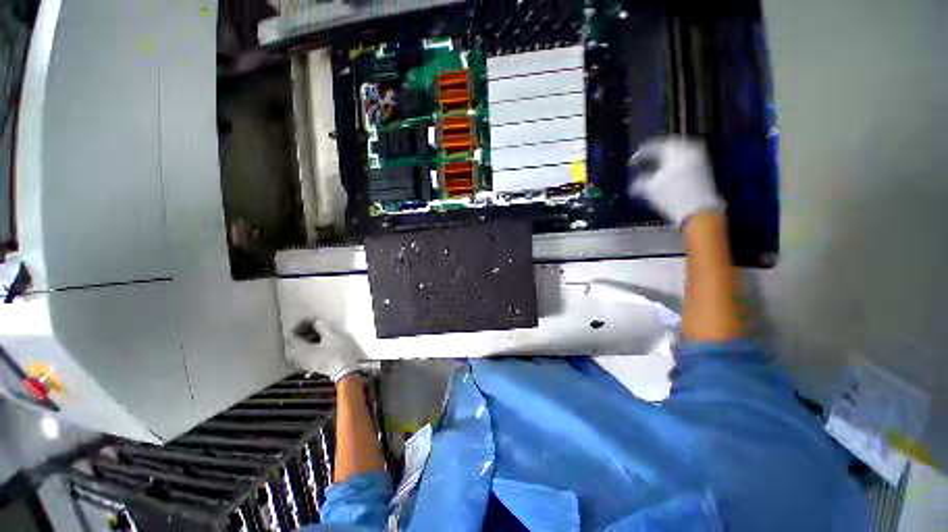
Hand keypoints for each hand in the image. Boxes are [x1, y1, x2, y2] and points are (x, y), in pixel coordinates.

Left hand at [287, 319, 362, 382]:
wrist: (344, 369)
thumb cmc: (337, 353)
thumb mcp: (331, 337)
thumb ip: (322, 328)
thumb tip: (316, 322)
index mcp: (302, 349)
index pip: (293, 336)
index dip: (299, 327)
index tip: (307, 321)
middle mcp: (299, 357)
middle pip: (293, 343)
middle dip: (300, 334)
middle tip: (310, 327)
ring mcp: (304, 363)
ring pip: (297, 349)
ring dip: (303, 341)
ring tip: (313, 334)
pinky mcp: (310, 366)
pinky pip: (302, 355)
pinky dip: (306, 347)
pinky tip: (316, 344)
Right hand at [628, 136, 723, 227]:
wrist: (699, 210)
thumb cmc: (672, 197)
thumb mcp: (650, 189)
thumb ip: (639, 183)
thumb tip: (632, 183)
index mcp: (676, 151)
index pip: (655, 146)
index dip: (641, 153)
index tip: (632, 162)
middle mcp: (689, 149)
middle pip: (668, 145)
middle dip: (655, 153)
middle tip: (643, 160)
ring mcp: (699, 157)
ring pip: (678, 151)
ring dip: (665, 157)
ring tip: (654, 165)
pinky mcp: (703, 167)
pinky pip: (686, 157)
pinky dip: (674, 161)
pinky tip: (666, 171)